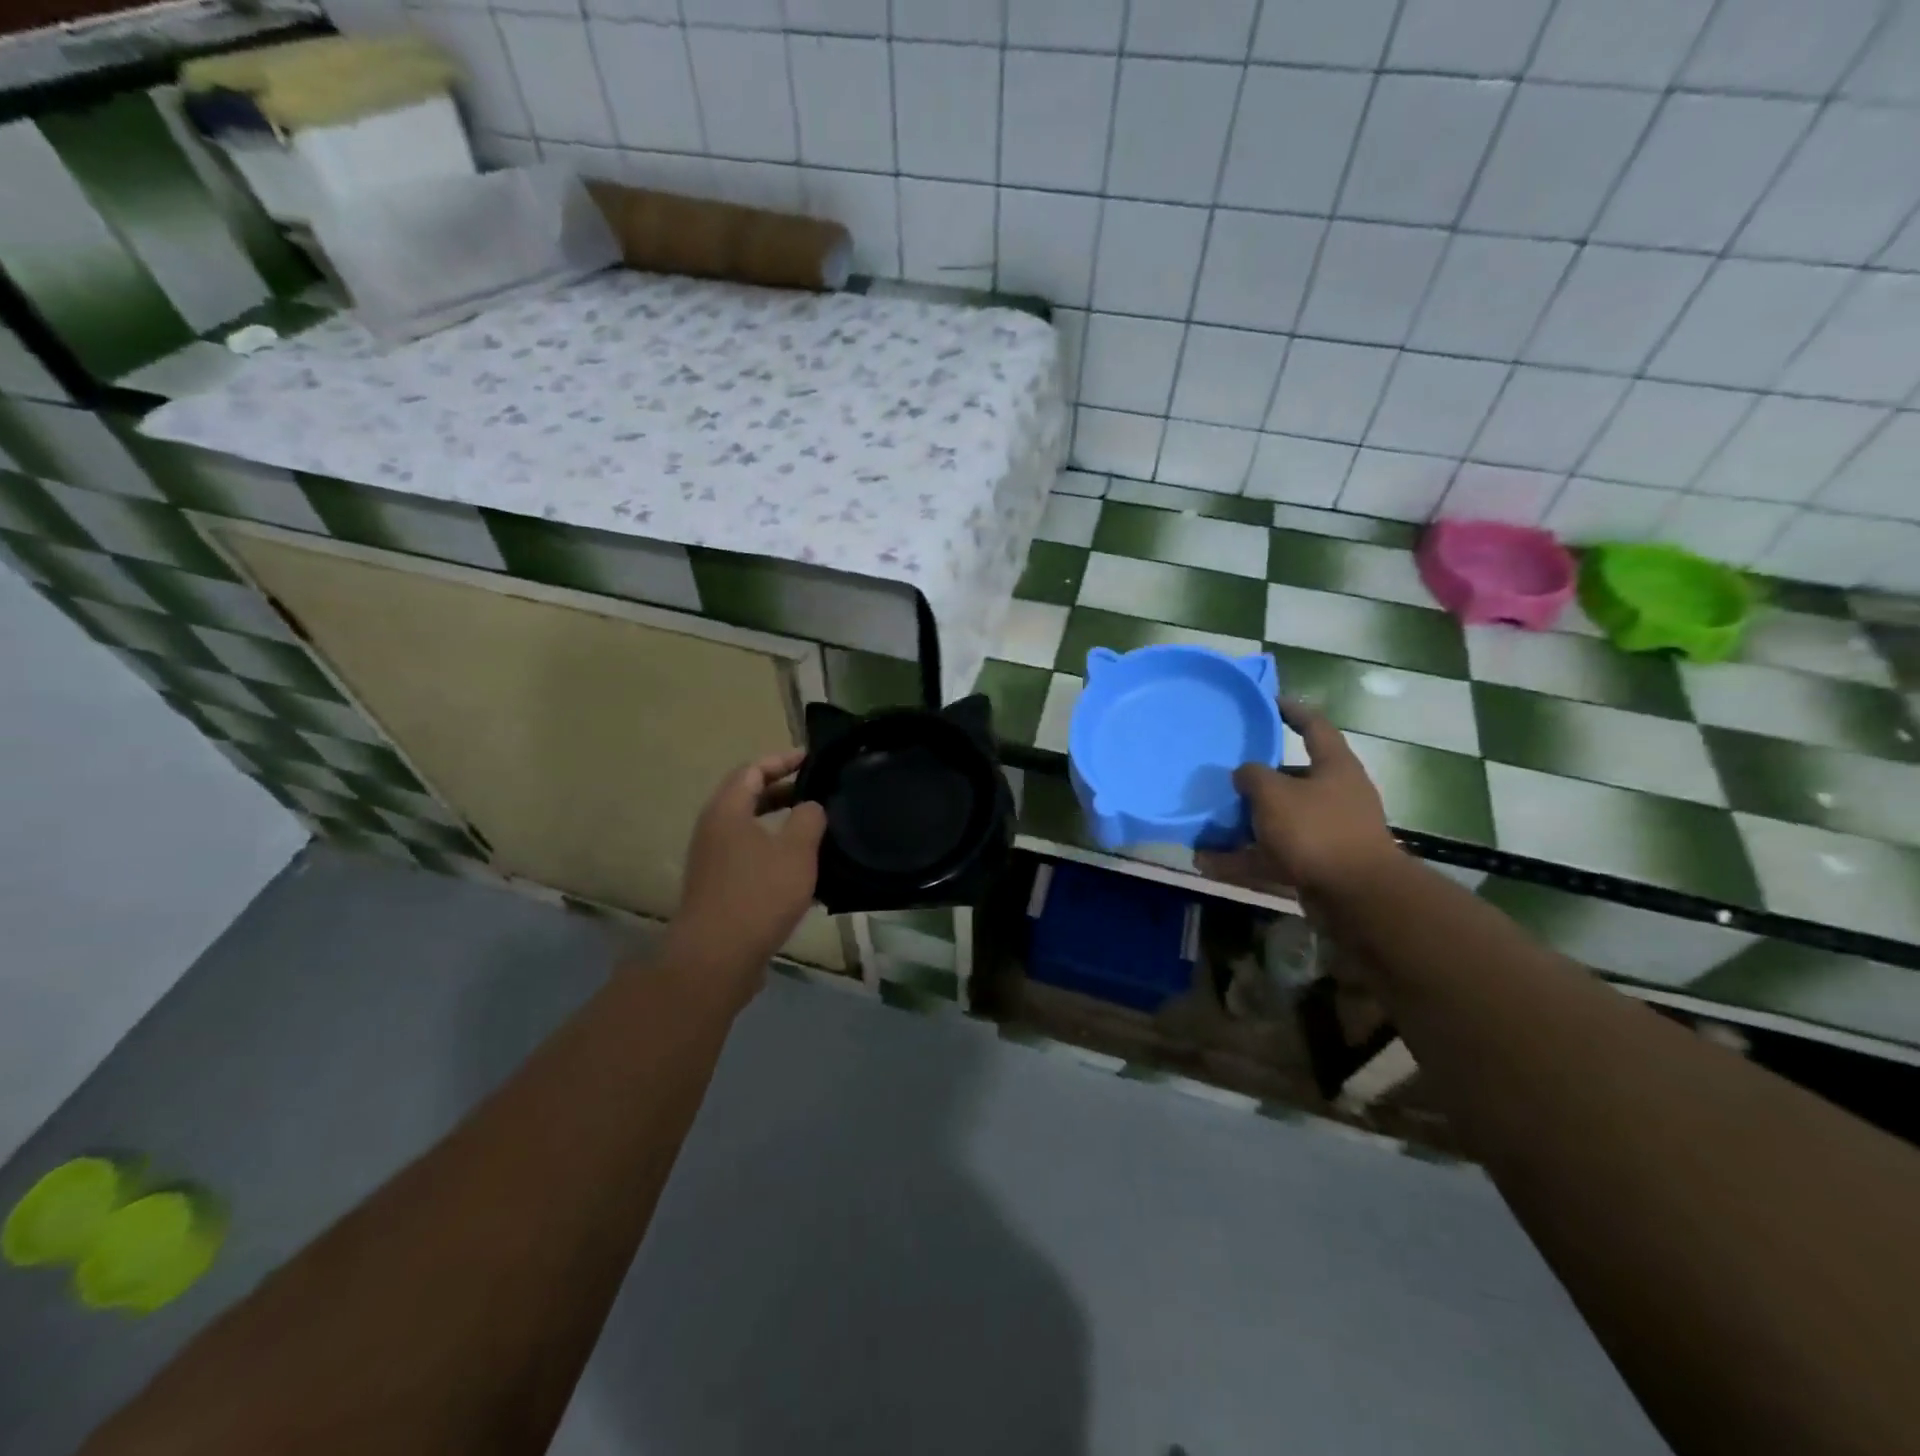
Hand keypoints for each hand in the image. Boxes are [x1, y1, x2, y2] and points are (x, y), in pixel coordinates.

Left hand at [662, 750, 827, 1008]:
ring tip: (818, 829)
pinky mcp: (720, 890)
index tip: (812, 759)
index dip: (782, 760)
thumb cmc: (758, 894)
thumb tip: (811, 807)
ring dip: (782, 826)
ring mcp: (714, 862)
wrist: (717, 958)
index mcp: (727, 811)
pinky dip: (776, 854)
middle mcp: (714, 830)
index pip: (753, 770)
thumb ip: (809, 818)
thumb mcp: (796, 850)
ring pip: (751, 831)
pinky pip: (751, 859)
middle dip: (784, 792)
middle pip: (749, 798)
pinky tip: (804, 871)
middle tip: (819, 792)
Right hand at [1197, 700, 1398, 899]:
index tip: (1267, 702)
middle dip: (1258, 779)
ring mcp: (1327, 832)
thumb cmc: (1316, 830)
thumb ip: (1252, 776)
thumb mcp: (1274, 793)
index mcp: (1334, 767)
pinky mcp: (1316, 865)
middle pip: (1292, 778)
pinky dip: (1243, 858)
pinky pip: (1272, 855)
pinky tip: (1208, 862)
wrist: (1356, 896)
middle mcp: (1334, 796)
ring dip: (1244, 823)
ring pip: (1279, 820)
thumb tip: (1243, 774)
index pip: (1314, 726)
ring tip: (1208, 822)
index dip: (1291, 711)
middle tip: (1226, 773)